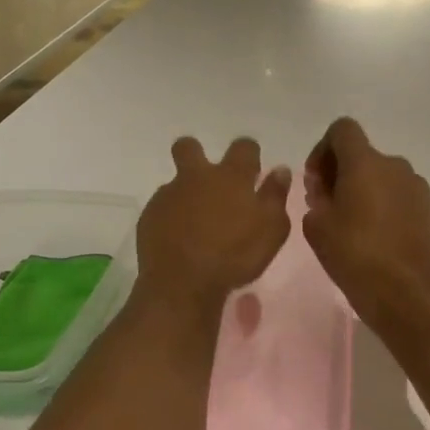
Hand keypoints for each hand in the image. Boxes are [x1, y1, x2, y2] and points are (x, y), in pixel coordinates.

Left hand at [136, 137, 292, 311]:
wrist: (182, 282)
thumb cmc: (235, 256)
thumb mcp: (271, 230)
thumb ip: (276, 197)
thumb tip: (280, 170)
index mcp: (231, 177)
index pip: (243, 147)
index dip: (249, 153)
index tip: (252, 169)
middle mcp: (197, 177)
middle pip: (189, 147)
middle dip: (195, 153)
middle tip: (207, 180)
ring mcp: (169, 195)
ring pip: (175, 183)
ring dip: (185, 196)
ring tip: (195, 226)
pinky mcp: (149, 216)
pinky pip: (161, 209)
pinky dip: (170, 219)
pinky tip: (178, 241)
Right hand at [303, 118, 429, 334]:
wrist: (405, 295)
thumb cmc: (354, 256)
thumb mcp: (316, 227)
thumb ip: (316, 198)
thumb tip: (327, 190)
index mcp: (365, 163)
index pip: (343, 129)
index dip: (324, 148)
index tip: (317, 179)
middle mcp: (396, 166)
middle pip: (364, 156)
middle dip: (344, 174)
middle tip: (330, 207)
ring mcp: (420, 188)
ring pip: (386, 178)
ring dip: (368, 191)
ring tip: (357, 226)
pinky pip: (404, 198)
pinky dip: (390, 208)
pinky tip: (382, 239)